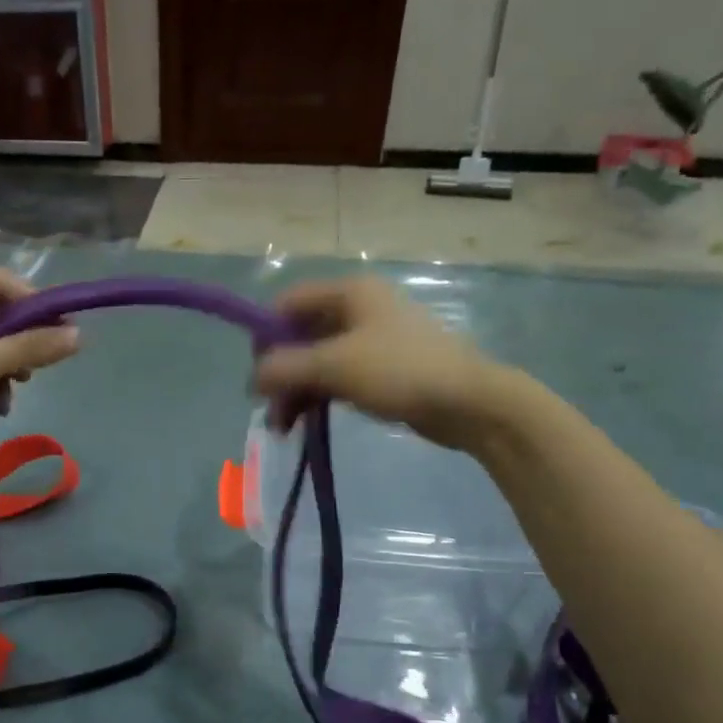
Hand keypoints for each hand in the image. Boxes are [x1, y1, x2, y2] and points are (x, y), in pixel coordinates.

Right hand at [254, 277, 523, 451]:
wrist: (468, 403)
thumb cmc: (399, 372)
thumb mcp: (333, 366)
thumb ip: (284, 368)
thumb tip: (253, 379)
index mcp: (349, 293)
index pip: (288, 303)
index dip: (266, 336)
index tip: (259, 375)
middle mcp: (358, 309)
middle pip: (300, 336)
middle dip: (281, 375)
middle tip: (271, 413)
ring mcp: (372, 340)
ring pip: (317, 362)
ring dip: (296, 393)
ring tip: (285, 429)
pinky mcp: (382, 369)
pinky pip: (337, 377)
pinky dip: (318, 398)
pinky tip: (308, 423)